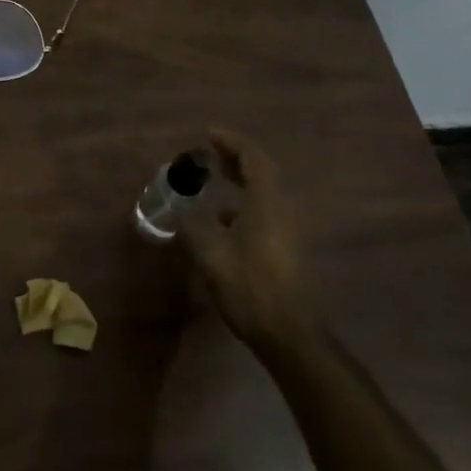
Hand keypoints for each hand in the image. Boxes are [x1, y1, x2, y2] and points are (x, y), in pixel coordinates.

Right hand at [179, 129, 307, 349]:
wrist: (290, 335)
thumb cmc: (249, 286)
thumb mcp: (210, 254)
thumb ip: (192, 227)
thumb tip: (181, 215)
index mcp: (266, 202)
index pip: (252, 157)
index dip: (231, 142)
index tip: (209, 135)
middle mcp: (282, 210)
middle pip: (262, 172)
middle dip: (236, 159)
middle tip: (211, 155)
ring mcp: (288, 231)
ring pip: (264, 195)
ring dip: (241, 184)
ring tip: (214, 185)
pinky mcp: (288, 250)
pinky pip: (265, 213)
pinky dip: (244, 206)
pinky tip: (224, 224)